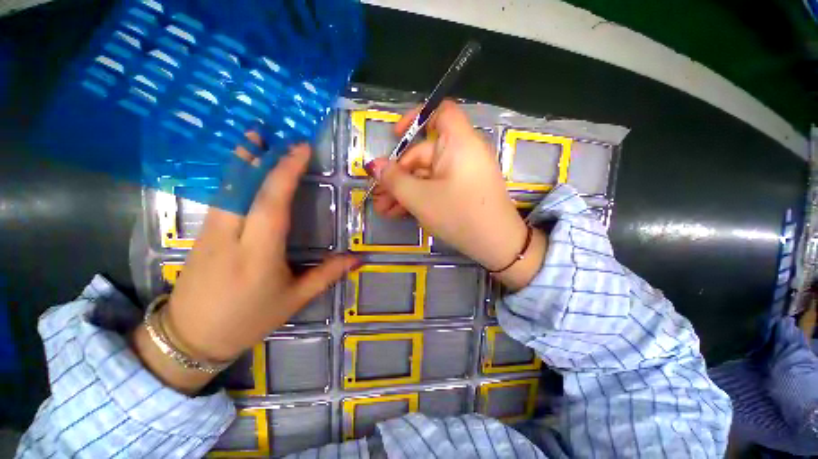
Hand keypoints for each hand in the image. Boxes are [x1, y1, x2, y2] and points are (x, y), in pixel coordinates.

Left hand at [133, 135, 357, 393]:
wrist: (189, 338)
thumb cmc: (248, 320)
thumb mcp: (294, 299)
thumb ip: (327, 274)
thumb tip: (357, 259)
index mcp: (258, 254)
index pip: (272, 203)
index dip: (286, 172)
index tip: (301, 149)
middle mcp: (230, 237)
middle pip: (242, 187)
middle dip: (259, 156)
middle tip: (273, 134)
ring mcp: (209, 233)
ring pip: (227, 188)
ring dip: (243, 162)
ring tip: (256, 140)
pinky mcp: (199, 235)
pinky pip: (220, 198)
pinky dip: (234, 178)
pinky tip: (243, 171)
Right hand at [367, 100, 546, 290]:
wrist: (497, 246)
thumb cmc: (459, 215)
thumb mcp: (420, 198)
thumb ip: (394, 180)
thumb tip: (374, 165)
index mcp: (458, 143)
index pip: (440, 112)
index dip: (416, 118)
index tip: (395, 137)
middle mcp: (463, 153)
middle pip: (424, 154)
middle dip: (398, 176)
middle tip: (378, 197)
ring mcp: (463, 173)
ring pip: (428, 175)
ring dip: (405, 191)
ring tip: (385, 211)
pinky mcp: (463, 190)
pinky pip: (437, 186)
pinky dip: (420, 196)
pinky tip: (400, 213)